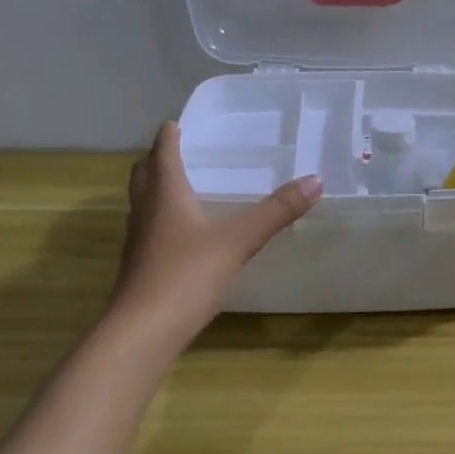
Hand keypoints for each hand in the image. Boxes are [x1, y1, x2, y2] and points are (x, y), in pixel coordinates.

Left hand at [110, 122, 321, 349]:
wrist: (144, 330)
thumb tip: (316, 180)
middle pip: (144, 174)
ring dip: (157, 190)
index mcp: (165, 193)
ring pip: (143, 203)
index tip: (177, 123)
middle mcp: (145, 210)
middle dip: (157, 159)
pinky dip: (162, 221)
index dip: (169, 135)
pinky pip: (149, 230)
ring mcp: (138, 240)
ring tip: (182, 189)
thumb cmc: (187, 274)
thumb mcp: (239, 240)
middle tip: (177, 152)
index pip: (162, 152)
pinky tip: (183, 236)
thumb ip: (276, 211)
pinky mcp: (139, 266)